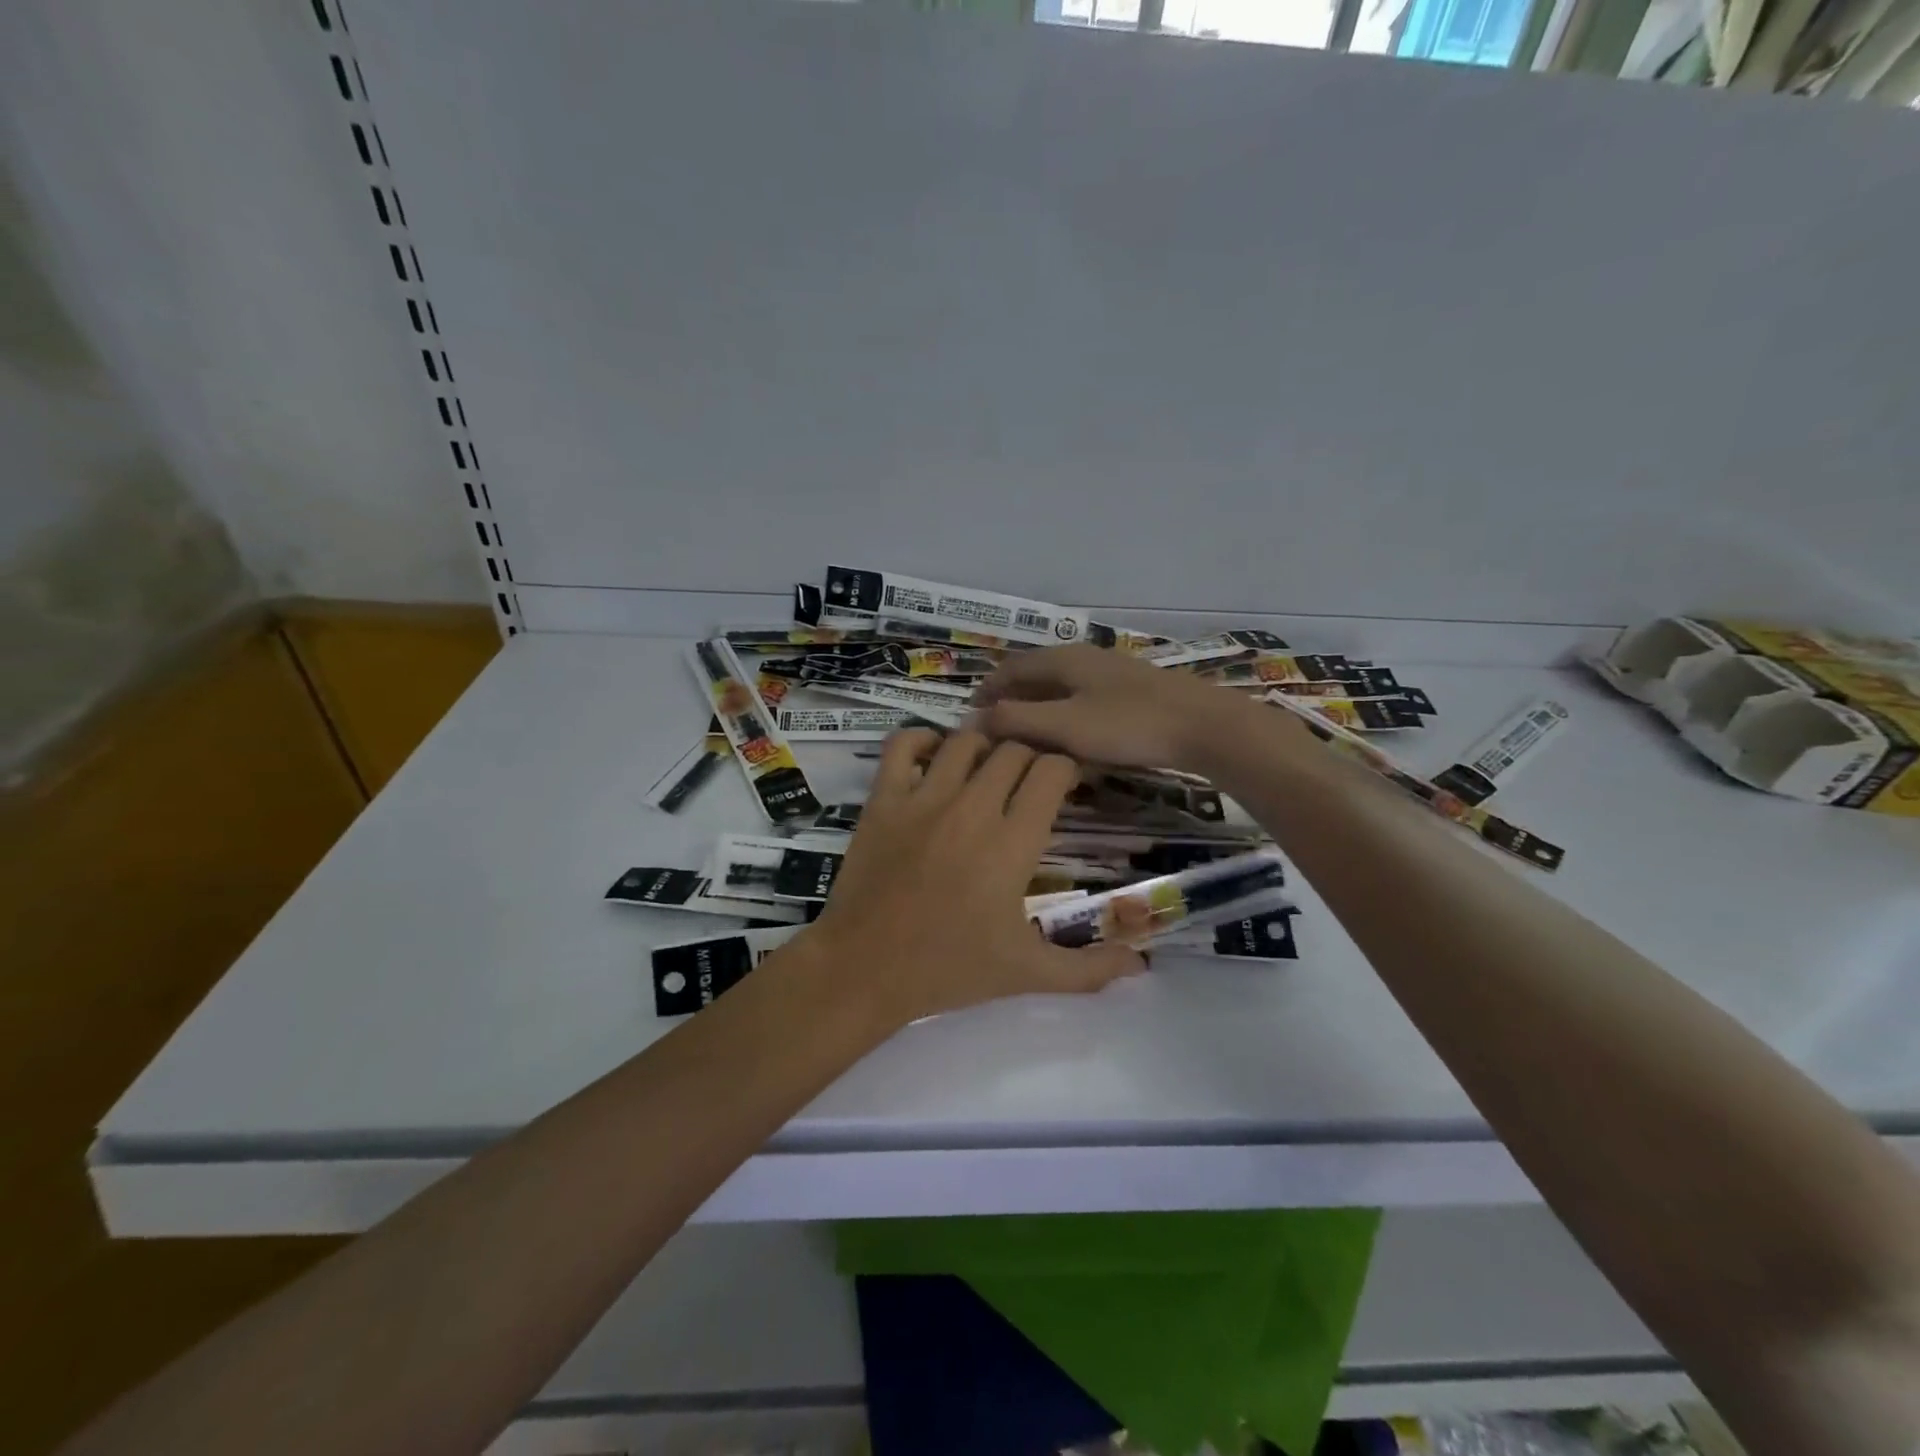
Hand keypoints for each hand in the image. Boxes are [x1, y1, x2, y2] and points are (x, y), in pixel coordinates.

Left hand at [806, 728, 1144, 1024]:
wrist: (865, 969)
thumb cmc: (949, 969)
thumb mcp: (1027, 973)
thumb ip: (1088, 969)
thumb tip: (1141, 967)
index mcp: (1013, 842)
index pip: (1052, 771)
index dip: (1064, 769)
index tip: (1064, 785)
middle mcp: (973, 807)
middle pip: (1014, 749)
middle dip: (1029, 757)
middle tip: (1027, 781)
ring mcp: (924, 799)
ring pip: (965, 740)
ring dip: (984, 747)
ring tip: (986, 768)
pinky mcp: (883, 800)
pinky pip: (903, 746)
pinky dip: (922, 741)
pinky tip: (934, 759)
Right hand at [972, 644, 1300, 774]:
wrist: (1202, 726)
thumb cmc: (1127, 724)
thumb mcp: (1064, 726)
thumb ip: (1017, 720)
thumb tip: (976, 719)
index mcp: (1062, 660)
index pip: (1011, 668)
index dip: (987, 689)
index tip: (970, 714)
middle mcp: (1083, 657)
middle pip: (1035, 674)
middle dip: (1011, 698)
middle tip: (994, 728)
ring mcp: (1110, 672)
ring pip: (1060, 686)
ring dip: (1037, 706)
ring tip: (1025, 735)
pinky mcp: (1130, 690)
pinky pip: (1082, 697)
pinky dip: (1063, 713)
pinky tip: (1069, 736)